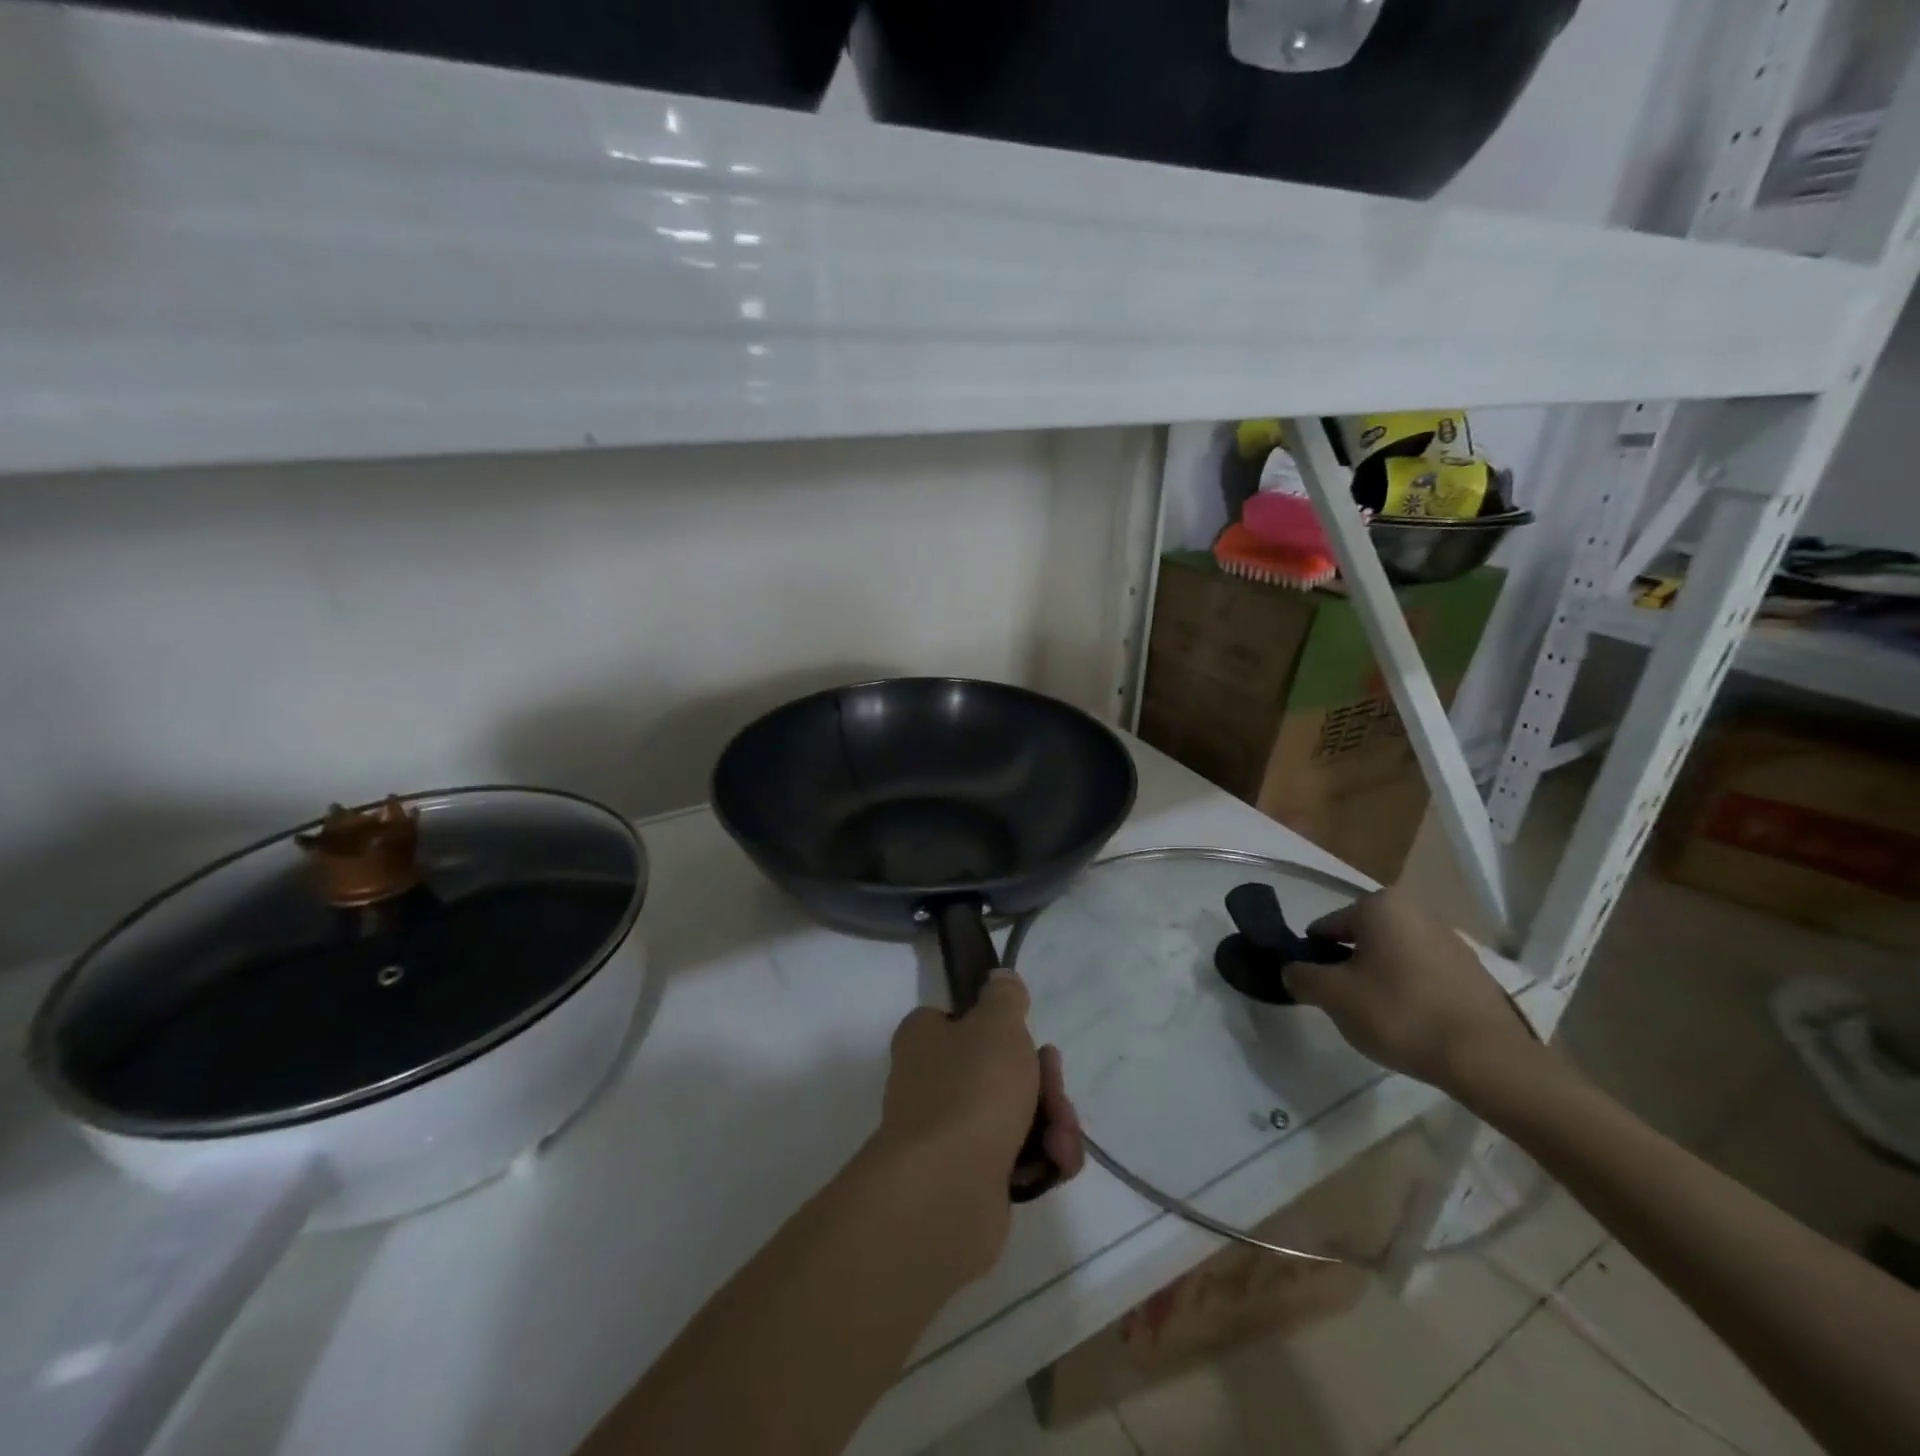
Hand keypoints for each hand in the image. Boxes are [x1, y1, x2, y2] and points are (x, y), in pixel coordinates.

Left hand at [875, 972, 1084, 1267]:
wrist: (947, 1190)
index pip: (960, 1021)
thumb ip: (1004, 997)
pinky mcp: (971, 1180)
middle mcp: (931, 1083)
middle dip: (1043, 1083)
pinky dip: (1042, 1159)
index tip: (1029, 1038)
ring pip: (1015, 1116)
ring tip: (1060, 1139)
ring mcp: (950, 1134)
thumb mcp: (997, 1024)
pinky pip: (1017, 1159)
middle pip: (1000, 1071)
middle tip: (1056, 1093)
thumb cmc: (971, 1088)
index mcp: (925, 1040)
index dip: (1000, 1029)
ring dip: (1051, 1123)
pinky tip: (1056, 1164)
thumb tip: (999, 978)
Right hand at [1283, 888, 1538, 1095]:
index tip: (1316, 987)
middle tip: (1345, 1003)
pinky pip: (1424, 973)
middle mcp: (1416, 910)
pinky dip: (1410, 990)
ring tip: (1379, 1017)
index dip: (1314, 956)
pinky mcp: (1474, 971)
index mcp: (1380, 905)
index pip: (1328, 926)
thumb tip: (1291, 971)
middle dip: (1350, 966)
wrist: (1485, 1058)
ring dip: (1380, 977)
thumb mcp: (1333, 996)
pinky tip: (1412, 1021)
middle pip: (1363, 938)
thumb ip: (1302, 976)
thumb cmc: (1399, 1013)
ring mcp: (1450, 939)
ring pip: (1394, 955)